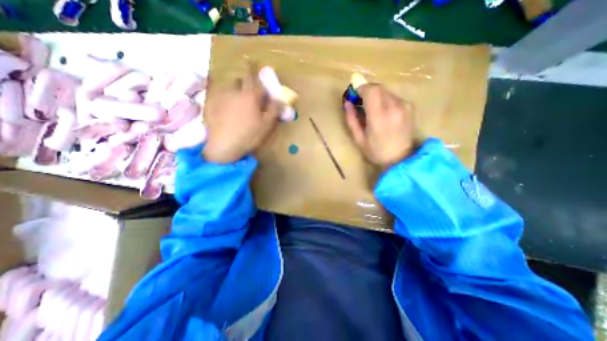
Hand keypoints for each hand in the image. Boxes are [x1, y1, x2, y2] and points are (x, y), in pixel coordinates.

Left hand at [203, 65, 280, 163]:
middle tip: (249, 94)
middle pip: (240, 81)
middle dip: (245, 84)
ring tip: (237, 102)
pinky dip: (225, 98)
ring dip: (235, 91)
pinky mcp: (212, 105)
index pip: (253, 77)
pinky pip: (219, 96)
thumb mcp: (267, 124)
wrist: (224, 145)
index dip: (255, 70)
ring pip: (229, 87)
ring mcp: (221, 97)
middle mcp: (234, 92)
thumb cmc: (249, 134)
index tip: (255, 66)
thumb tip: (279, 99)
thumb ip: (274, 110)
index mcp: (250, 95)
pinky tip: (226, 109)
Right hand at [347, 84, 417, 168]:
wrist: (400, 158)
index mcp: (379, 117)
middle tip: (361, 102)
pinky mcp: (410, 106)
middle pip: (378, 87)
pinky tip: (384, 113)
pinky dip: (385, 100)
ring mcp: (404, 105)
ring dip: (376, 96)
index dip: (361, 88)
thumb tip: (347, 103)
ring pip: (386, 91)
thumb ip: (351, 119)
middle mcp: (394, 107)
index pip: (371, 90)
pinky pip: (393, 96)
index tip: (354, 95)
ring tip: (372, 110)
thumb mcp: (358, 139)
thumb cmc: (376, 151)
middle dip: (367, 91)